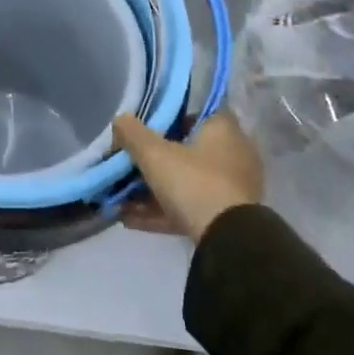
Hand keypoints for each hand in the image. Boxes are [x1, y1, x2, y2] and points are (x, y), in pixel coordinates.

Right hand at [112, 110, 262, 242]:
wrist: (228, 242)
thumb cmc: (194, 182)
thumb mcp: (153, 154)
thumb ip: (132, 133)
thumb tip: (119, 119)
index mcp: (223, 129)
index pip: (195, 112)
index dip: (169, 118)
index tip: (145, 129)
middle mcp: (233, 154)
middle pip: (187, 150)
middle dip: (154, 160)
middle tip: (127, 165)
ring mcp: (232, 188)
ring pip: (186, 182)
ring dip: (153, 190)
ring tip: (120, 199)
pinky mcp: (227, 218)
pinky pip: (189, 207)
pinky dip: (162, 211)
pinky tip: (129, 219)